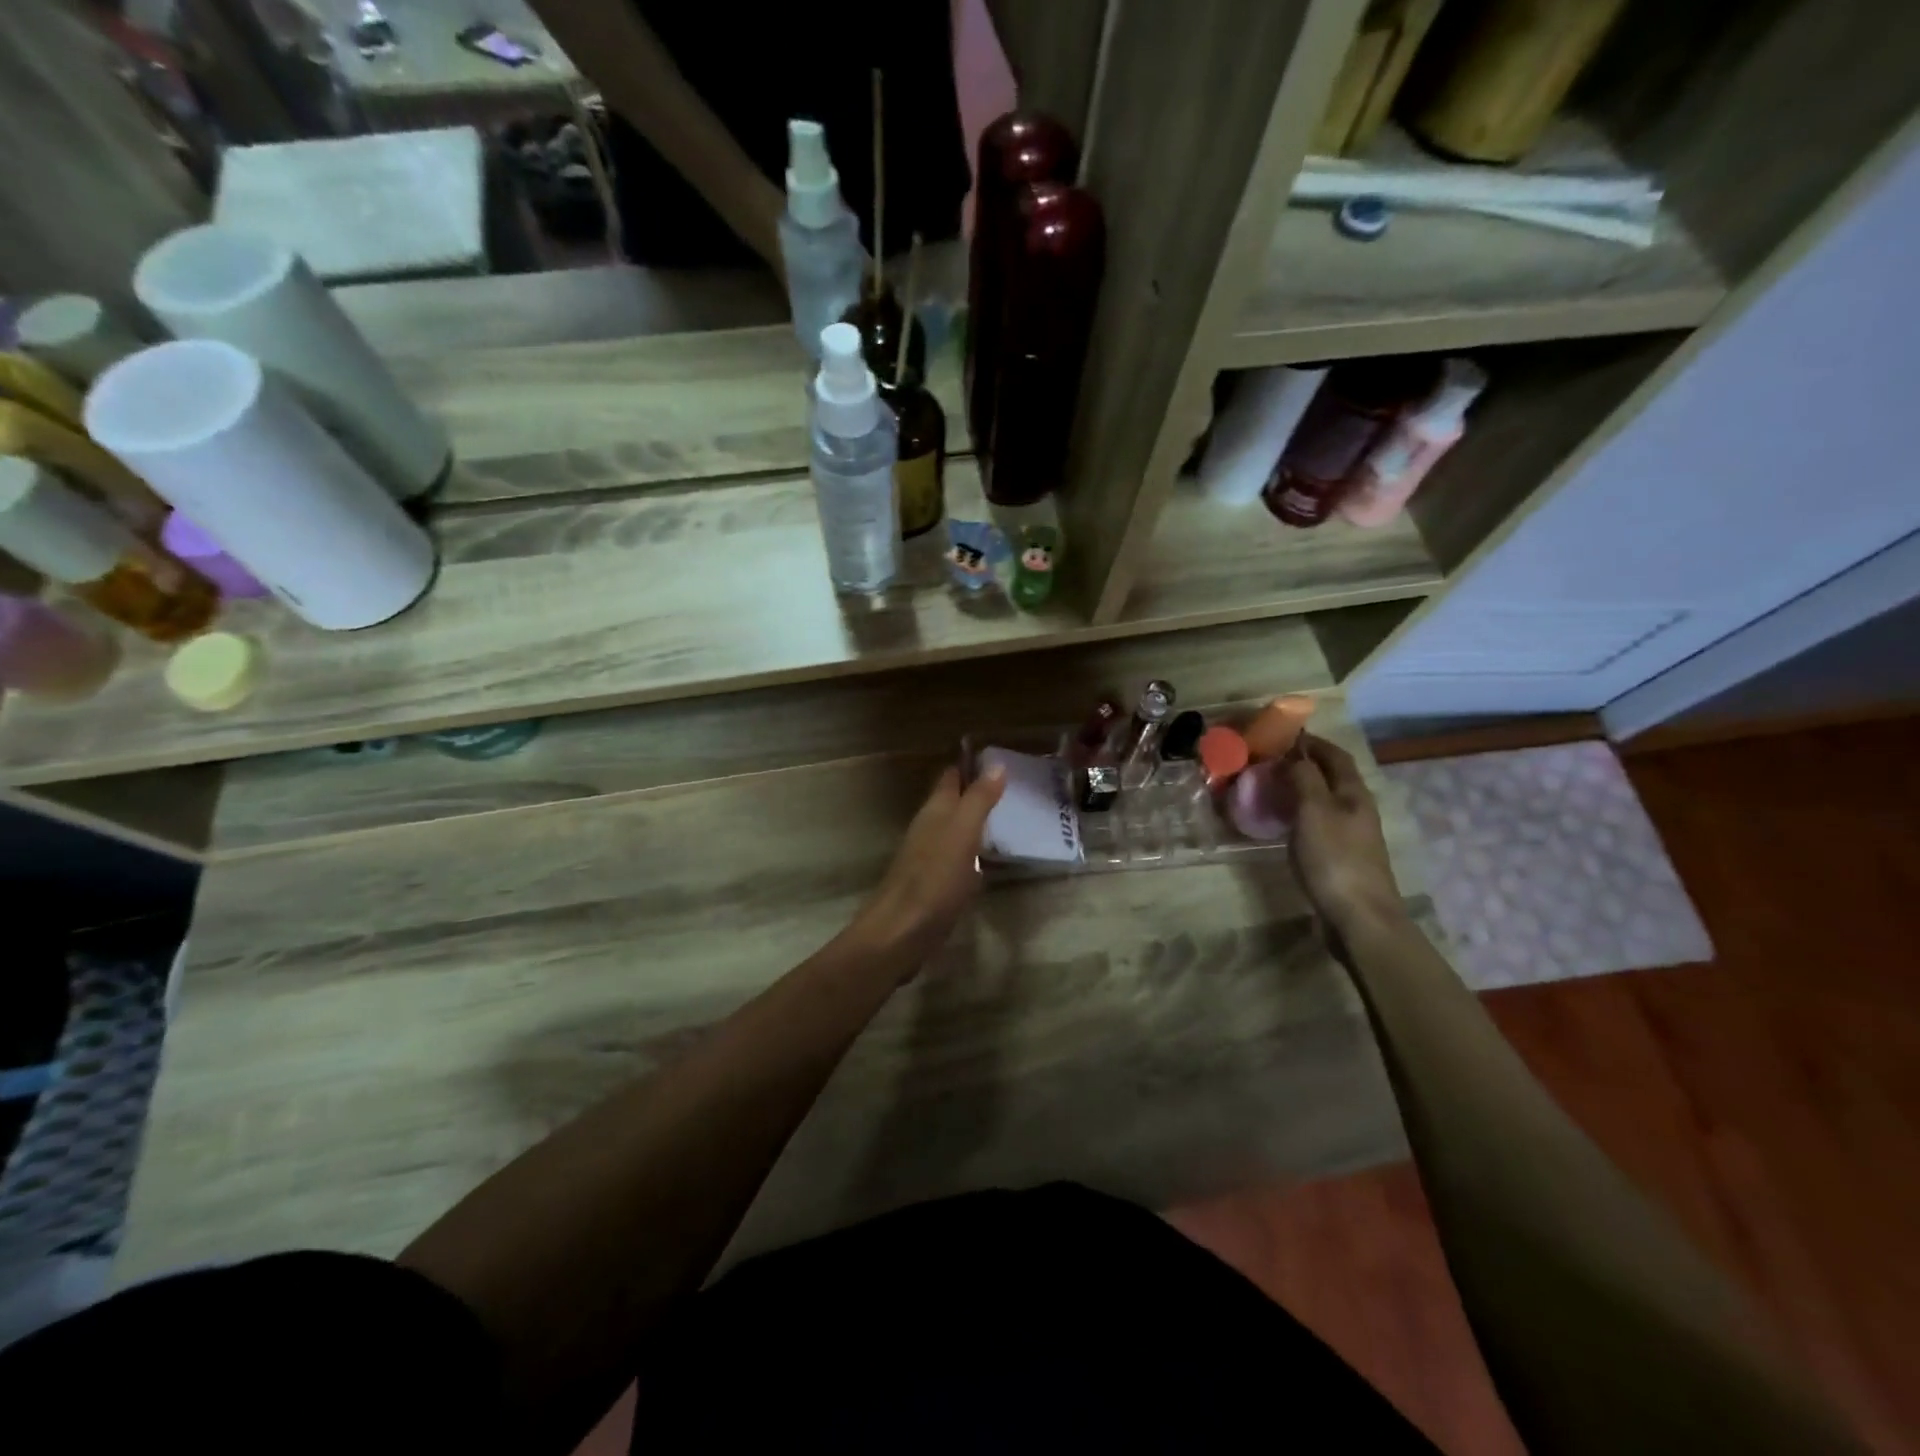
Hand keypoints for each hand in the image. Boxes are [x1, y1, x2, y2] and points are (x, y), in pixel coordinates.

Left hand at [853, 765, 1006, 969]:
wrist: (900, 934)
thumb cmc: (934, 880)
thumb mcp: (962, 834)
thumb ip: (978, 800)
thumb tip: (996, 764)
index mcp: (934, 812)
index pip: (950, 777)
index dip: (970, 765)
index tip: (999, 757)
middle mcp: (928, 829)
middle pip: (951, 802)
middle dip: (976, 792)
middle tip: (1013, 788)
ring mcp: (927, 858)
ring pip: (953, 830)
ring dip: (975, 822)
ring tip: (1008, 819)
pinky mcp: (932, 885)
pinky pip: (956, 858)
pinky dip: (972, 851)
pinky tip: (988, 860)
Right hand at [1285, 734, 1404, 934]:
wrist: (1358, 917)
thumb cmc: (1334, 858)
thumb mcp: (1314, 810)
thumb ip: (1304, 778)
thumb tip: (1294, 756)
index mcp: (1354, 793)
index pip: (1335, 755)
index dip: (1312, 742)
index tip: (1283, 735)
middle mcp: (1356, 809)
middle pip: (1331, 777)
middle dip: (1303, 765)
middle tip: (1269, 762)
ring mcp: (1350, 835)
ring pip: (1323, 801)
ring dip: (1299, 790)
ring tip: (1269, 789)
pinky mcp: (1340, 858)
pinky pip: (1317, 824)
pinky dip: (1298, 815)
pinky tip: (1281, 823)